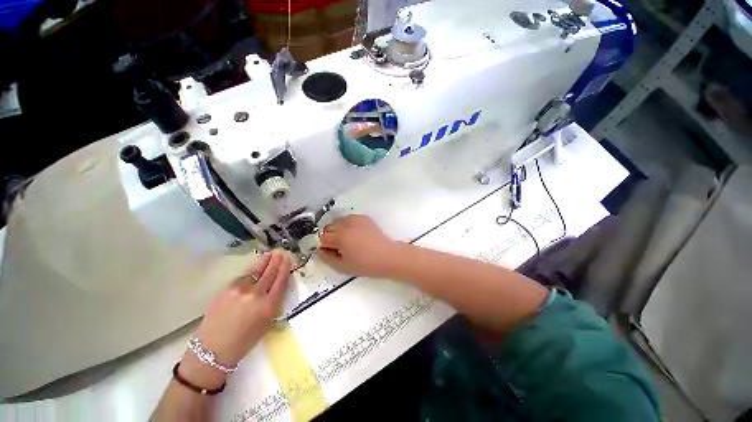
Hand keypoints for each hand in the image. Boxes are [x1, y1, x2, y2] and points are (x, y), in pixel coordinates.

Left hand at [177, 250, 291, 387]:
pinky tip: (254, 268)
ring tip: (270, 254)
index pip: (280, 280)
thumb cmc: (245, 341)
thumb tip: (277, 285)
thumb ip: (273, 301)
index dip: (285, 268)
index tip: (288, 259)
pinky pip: (243, 277)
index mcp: (268, 305)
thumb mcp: (267, 322)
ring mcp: (240, 290)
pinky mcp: (226, 289)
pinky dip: (250, 271)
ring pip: (256, 271)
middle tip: (280, 252)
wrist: (213, 349)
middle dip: (276, 261)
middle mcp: (256, 295)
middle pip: (269, 272)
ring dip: (264, 261)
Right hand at [318, 215, 397, 277]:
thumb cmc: (365, 264)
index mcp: (339, 237)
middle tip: (338, 247)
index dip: (324, 246)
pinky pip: (348, 218)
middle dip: (329, 236)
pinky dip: (347, 225)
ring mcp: (355, 219)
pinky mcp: (363, 218)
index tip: (330, 252)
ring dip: (338, 229)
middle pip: (328, 227)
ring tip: (347, 240)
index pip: (322, 237)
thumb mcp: (342, 266)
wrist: (386, 256)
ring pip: (338, 221)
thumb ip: (327, 257)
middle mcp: (345, 224)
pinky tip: (355, 234)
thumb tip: (320, 250)